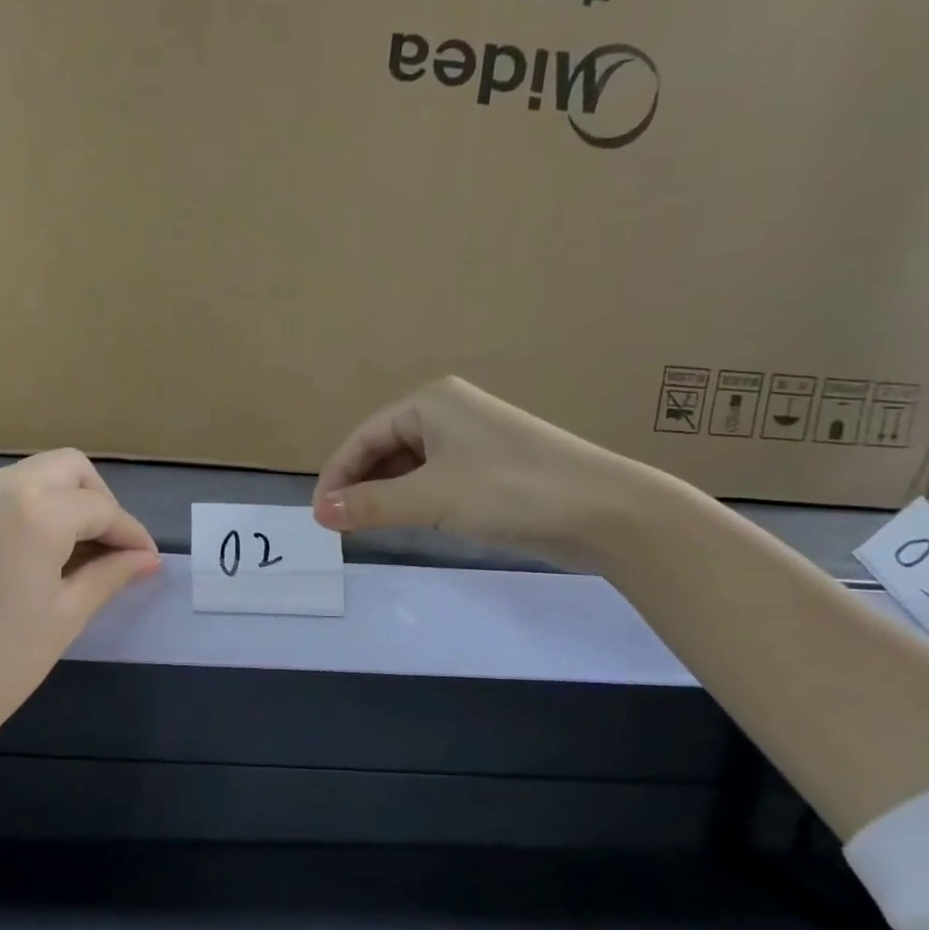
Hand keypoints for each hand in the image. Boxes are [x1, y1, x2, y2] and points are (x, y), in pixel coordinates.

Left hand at [0, 450, 160, 754]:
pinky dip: (30, 508)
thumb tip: (147, 558)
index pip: (101, 509)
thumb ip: (110, 575)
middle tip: (112, 549)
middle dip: (99, 502)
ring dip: (64, 500)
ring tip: (77, 553)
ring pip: (33, 475)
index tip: (148, 560)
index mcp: (36, 511)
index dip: (130, 534)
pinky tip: (36, 553)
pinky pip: (1, 492)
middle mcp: (0, 486)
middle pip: (69, 469)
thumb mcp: (65, 618)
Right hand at [311, 376, 659, 568]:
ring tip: (366, 528)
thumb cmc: (512, 491)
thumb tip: (319, 514)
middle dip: (360, 485)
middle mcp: (449, 411)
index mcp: (431, 402)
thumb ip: (370, 505)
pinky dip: (415, 499)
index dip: (337, 475)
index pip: (364, 436)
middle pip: (385, 448)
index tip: (319, 516)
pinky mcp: (492, 467)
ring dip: (386, 495)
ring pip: (410, 466)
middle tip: (340, 526)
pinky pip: (436, 478)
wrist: (609, 513)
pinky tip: (408, 522)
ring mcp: (473, 439)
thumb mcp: (432, 498)